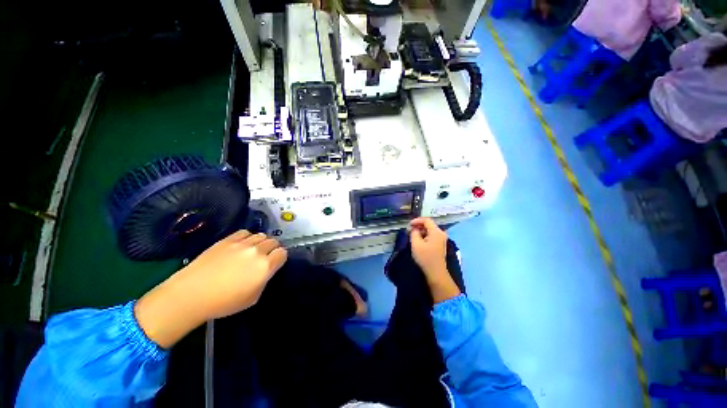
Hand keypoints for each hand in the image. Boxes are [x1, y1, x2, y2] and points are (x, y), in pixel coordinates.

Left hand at [135, 230, 287, 347]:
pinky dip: (248, 237)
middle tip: (265, 257)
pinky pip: (245, 232)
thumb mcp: (253, 298)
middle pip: (274, 242)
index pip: (282, 253)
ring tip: (253, 250)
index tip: (276, 262)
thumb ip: (264, 280)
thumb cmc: (224, 303)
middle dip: (273, 248)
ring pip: (261, 235)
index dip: (281, 257)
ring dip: (261, 242)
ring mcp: (242, 244)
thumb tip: (266, 270)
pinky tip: (242, 245)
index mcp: (265, 267)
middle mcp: (257, 252)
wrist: (191, 294)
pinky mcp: (228, 240)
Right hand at [409, 218, 460, 302]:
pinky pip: (432, 235)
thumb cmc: (425, 258)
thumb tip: (414, 229)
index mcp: (436, 232)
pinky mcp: (440, 244)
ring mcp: (442, 239)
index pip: (426, 220)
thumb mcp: (416, 244)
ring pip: (430, 230)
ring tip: (412, 235)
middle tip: (409, 230)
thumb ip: (414, 233)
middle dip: (418, 226)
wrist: (436, 273)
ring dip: (421, 231)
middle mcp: (441, 233)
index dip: (416, 220)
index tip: (408, 225)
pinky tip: (419, 240)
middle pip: (429, 225)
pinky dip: (425, 235)